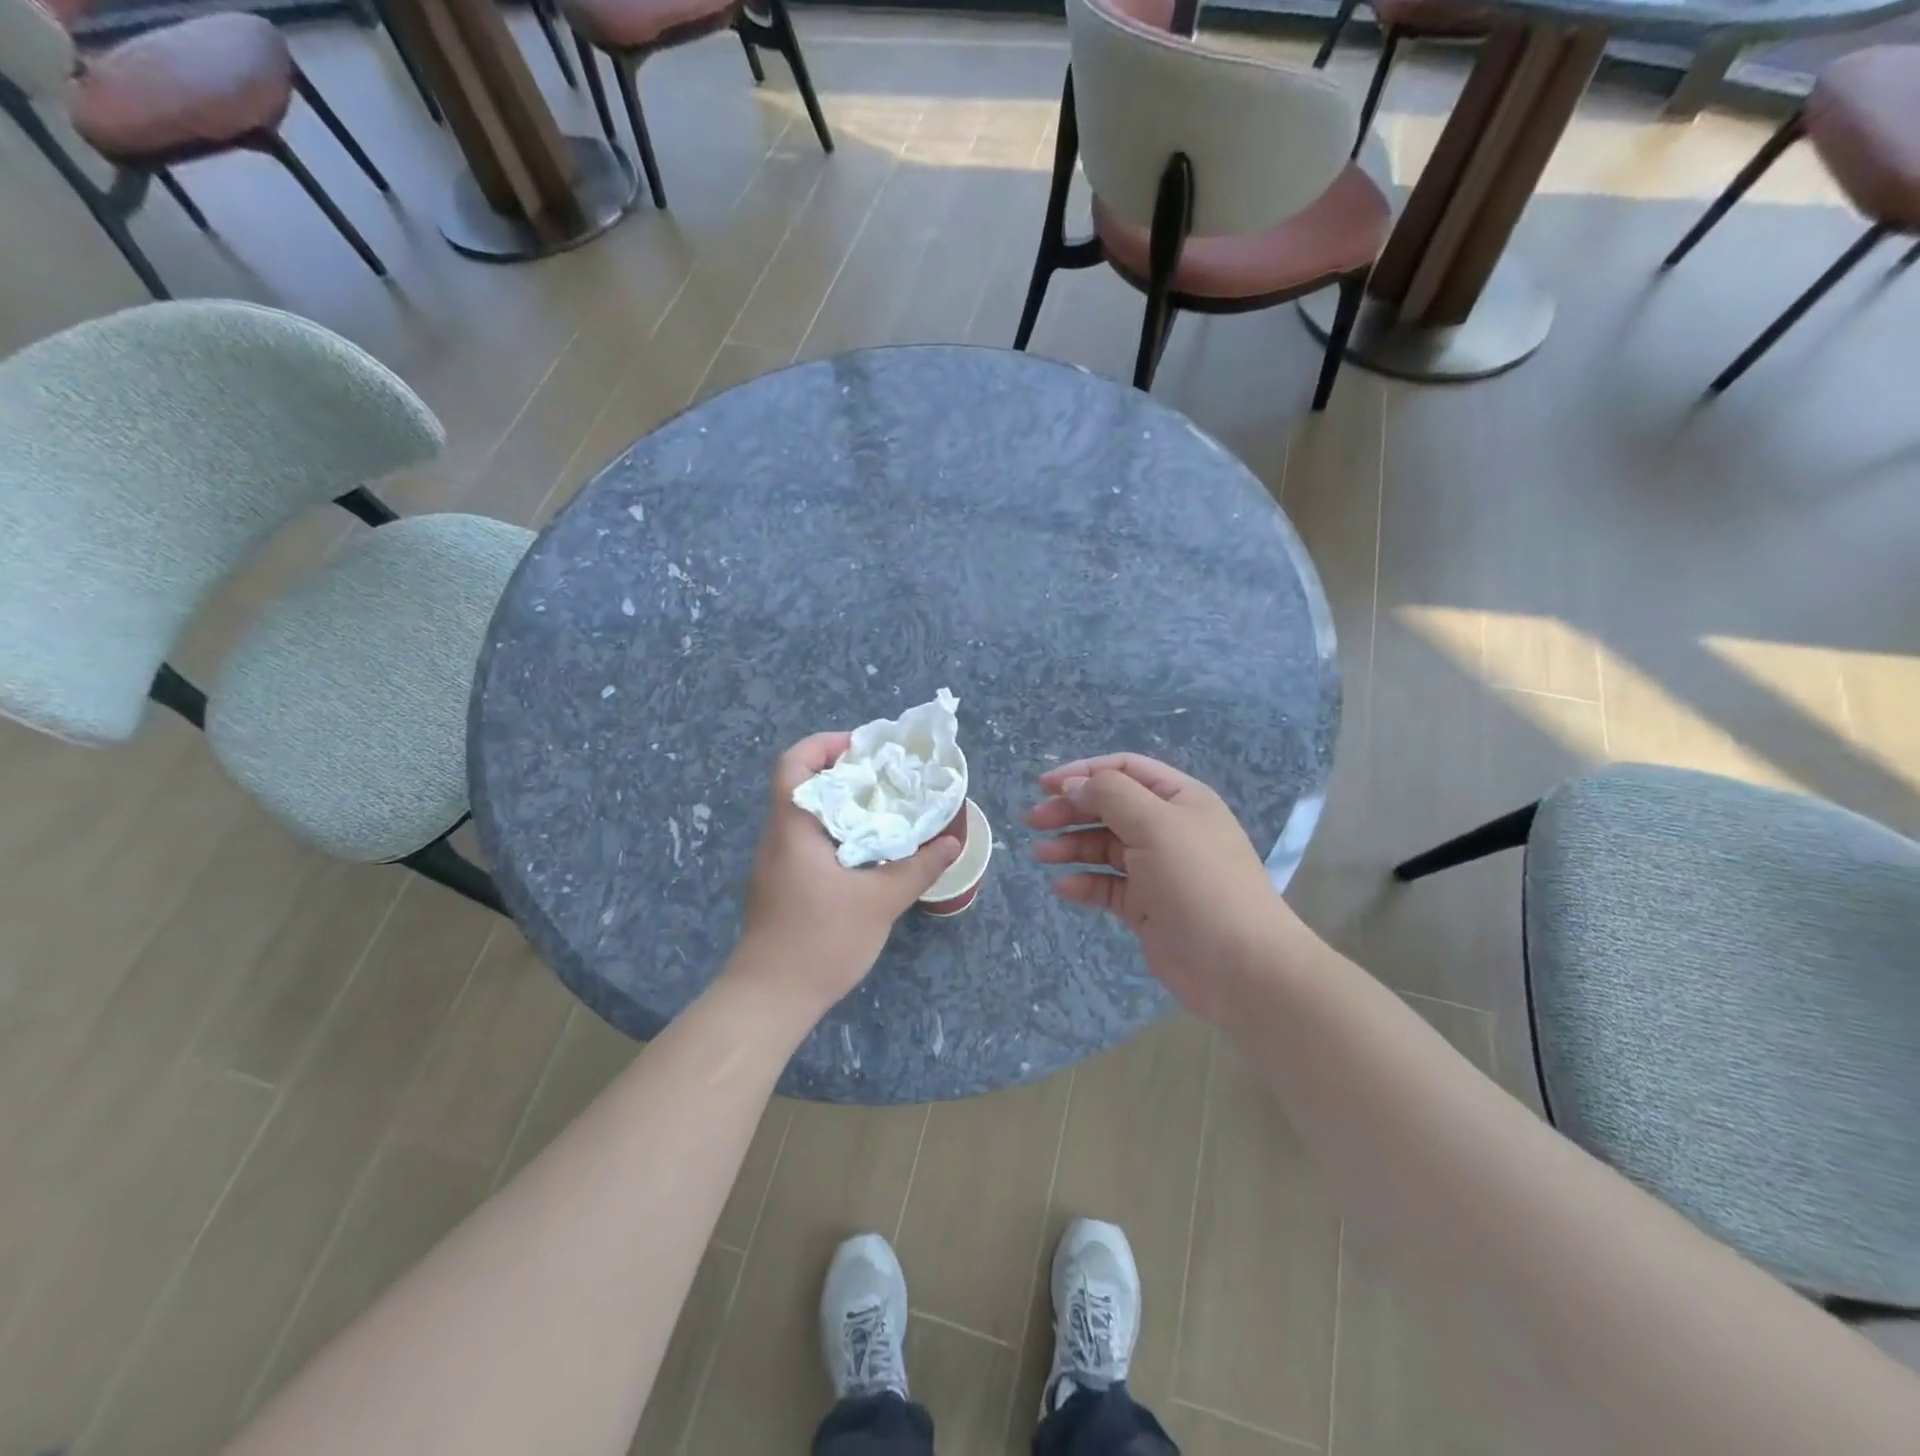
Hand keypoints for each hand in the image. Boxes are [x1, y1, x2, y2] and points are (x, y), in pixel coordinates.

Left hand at [732, 732, 962, 1018]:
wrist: (769, 999)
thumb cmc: (819, 941)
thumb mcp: (879, 902)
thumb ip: (917, 869)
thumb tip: (951, 842)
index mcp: (793, 827)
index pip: (793, 764)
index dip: (824, 745)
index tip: (863, 747)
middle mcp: (778, 837)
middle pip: (803, 785)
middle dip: (844, 773)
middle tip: (887, 777)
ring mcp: (777, 863)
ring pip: (807, 816)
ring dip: (843, 806)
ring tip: (886, 809)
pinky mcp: (782, 886)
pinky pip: (809, 842)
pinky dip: (838, 833)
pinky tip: (870, 852)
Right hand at [1028, 753, 1294, 1023]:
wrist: (1238, 964)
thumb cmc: (1198, 881)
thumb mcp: (1155, 824)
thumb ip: (1110, 795)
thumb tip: (1074, 785)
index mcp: (1179, 799)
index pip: (1124, 770)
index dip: (1083, 772)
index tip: (1044, 785)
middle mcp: (1168, 828)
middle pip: (1109, 807)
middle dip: (1071, 810)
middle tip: (1033, 821)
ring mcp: (1157, 869)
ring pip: (1104, 847)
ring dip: (1072, 846)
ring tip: (1042, 855)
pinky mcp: (1147, 906)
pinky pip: (1107, 886)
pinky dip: (1084, 884)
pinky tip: (1064, 888)